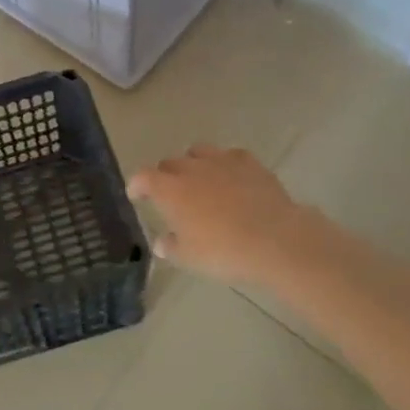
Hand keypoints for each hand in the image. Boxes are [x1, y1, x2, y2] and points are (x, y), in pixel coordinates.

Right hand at [128, 145, 337, 292]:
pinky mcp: (249, 162)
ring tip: (199, 180)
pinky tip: (231, 177)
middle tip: (170, 194)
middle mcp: (191, 169)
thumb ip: (171, 246)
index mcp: (169, 190)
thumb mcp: (189, 258)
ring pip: (198, 152)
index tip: (136, 195)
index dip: (137, 185)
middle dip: (165, 176)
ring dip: (193, 163)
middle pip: (169, 163)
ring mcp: (221, 161)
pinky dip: (226, 164)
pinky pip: (230, 156)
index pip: (143, 177)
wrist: (274, 239)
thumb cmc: (223, 251)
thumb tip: (161, 241)